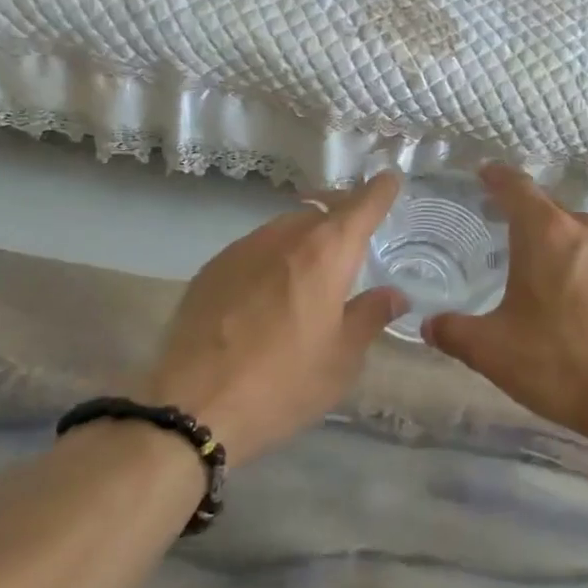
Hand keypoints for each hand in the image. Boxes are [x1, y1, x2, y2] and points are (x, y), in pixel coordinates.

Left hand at [143, 173, 407, 464]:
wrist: (193, 407)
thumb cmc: (284, 383)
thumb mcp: (342, 358)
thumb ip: (370, 316)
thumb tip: (394, 294)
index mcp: (325, 253)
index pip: (361, 205)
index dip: (379, 191)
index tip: (389, 180)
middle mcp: (284, 237)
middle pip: (320, 211)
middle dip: (341, 216)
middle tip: (354, 240)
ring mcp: (242, 249)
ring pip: (284, 229)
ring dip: (304, 238)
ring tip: (311, 271)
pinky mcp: (211, 269)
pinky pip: (253, 249)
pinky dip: (272, 258)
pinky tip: (268, 293)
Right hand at [422, 166, 587, 440]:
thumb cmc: (560, 363)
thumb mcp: (492, 351)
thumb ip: (453, 332)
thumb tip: (428, 324)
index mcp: (546, 232)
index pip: (515, 185)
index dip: (494, 176)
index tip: (480, 174)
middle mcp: (583, 229)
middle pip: (544, 208)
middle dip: (518, 214)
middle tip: (493, 229)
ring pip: (572, 231)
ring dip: (549, 241)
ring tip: (528, 265)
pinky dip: (574, 261)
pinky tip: (566, 293)